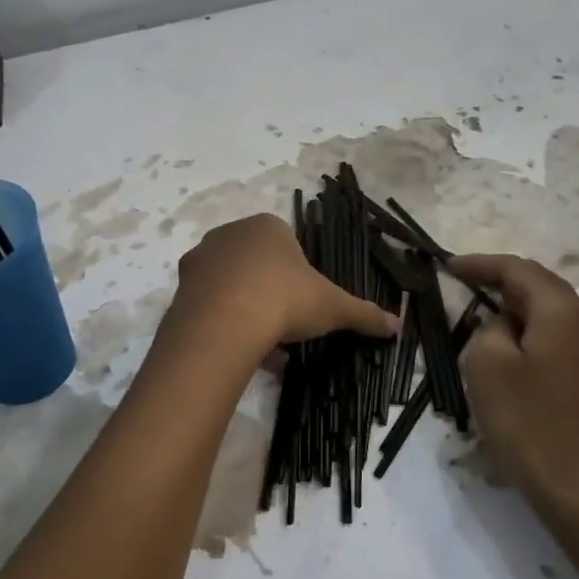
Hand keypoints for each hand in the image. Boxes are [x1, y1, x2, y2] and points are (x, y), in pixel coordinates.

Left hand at [171, 214, 398, 357]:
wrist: (224, 324)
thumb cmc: (284, 299)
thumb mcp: (333, 307)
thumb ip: (364, 313)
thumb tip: (398, 326)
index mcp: (267, 226)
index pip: (287, 243)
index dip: (299, 276)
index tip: (305, 304)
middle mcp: (229, 234)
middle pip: (258, 265)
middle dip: (272, 294)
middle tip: (287, 326)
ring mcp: (201, 259)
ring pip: (232, 285)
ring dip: (249, 311)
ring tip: (266, 348)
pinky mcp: (181, 287)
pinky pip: (210, 304)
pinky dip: (226, 324)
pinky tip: (242, 351)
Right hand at [449, 253, 578, 516]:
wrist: (576, 483)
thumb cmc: (527, 420)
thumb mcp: (487, 363)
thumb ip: (488, 326)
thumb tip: (503, 324)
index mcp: (563, 309)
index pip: (517, 269)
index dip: (480, 264)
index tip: (447, 266)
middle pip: (537, 284)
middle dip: (498, 280)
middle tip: (460, 283)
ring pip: (546, 309)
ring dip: (511, 306)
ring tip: (476, 310)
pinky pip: (553, 332)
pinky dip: (526, 328)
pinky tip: (505, 343)